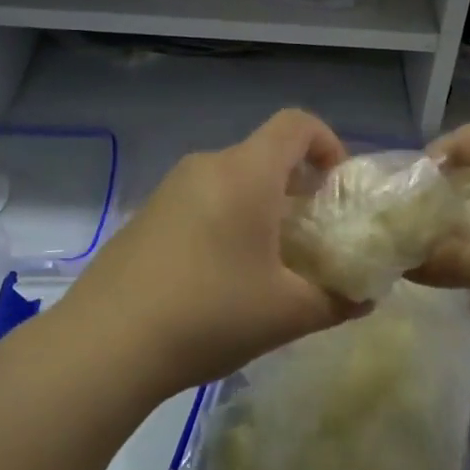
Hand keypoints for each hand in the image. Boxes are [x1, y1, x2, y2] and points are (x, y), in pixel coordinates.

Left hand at [55, 110, 363, 399]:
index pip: (297, 123)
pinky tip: (221, 278)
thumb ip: (338, 300)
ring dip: (260, 208)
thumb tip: (364, 298)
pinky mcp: (145, 216)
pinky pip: (201, 201)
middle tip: (311, 238)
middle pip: (264, 155)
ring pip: (232, 180)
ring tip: (269, 264)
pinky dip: (226, 221)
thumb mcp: (288, 314)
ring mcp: (169, 190)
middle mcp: (207, 166)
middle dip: (297, 188)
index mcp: (246, 173)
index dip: (329, 143)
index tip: (337, 188)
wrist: (105, 346)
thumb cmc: (209, 314)